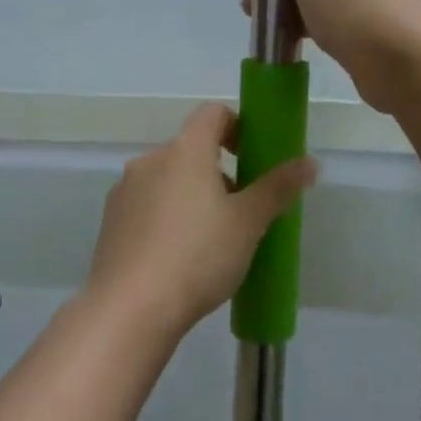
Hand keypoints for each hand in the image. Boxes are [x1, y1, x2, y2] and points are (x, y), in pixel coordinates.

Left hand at [84, 103, 315, 345]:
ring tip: (209, 240)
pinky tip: (177, 256)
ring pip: (167, 178)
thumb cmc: (198, 256)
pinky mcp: (111, 221)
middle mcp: (149, 160)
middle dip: (218, 171)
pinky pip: (147, 204)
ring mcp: (125, 190)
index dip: (238, 126)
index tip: (254, 157)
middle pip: (190, 149)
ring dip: (191, 194)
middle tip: (240, 211)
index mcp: (184, 150)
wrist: (130, 308)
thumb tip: (310, 162)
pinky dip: (166, 216)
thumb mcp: (248, 223)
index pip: (213, 113)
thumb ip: (278, 187)